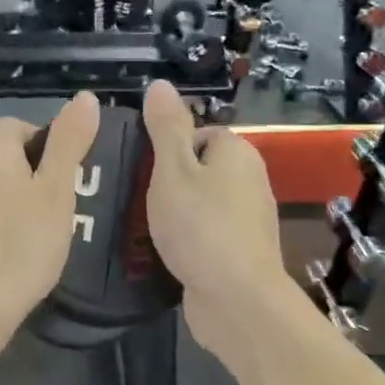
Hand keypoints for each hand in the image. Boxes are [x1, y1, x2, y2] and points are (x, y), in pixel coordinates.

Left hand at [0, 93, 100, 341]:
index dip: (48, 144)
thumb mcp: (57, 191)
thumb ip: (69, 142)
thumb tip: (85, 96)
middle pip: (6, 152)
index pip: (20, 124)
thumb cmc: (22, 246)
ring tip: (44, 229)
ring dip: (19, 196)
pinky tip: (17, 247)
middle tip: (62, 206)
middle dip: (36, 171)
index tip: (68, 177)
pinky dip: (1, 218)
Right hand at [141, 81, 286, 344]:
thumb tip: (160, 84)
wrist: (238, 301)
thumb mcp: (173, 170)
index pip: (197, 135)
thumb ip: (166, 127)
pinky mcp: (240, 253)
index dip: (166, 149)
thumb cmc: (201, 226)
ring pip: (200, 204)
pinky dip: (186, 240)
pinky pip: (206, 234)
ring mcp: (248, 220)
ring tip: (141, 227)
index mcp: (237, 152)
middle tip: (134, 198)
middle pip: (198, 169)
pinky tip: (164, 253)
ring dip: (174, 214)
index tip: (141, 170)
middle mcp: (250, 180)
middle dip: (166, 183)